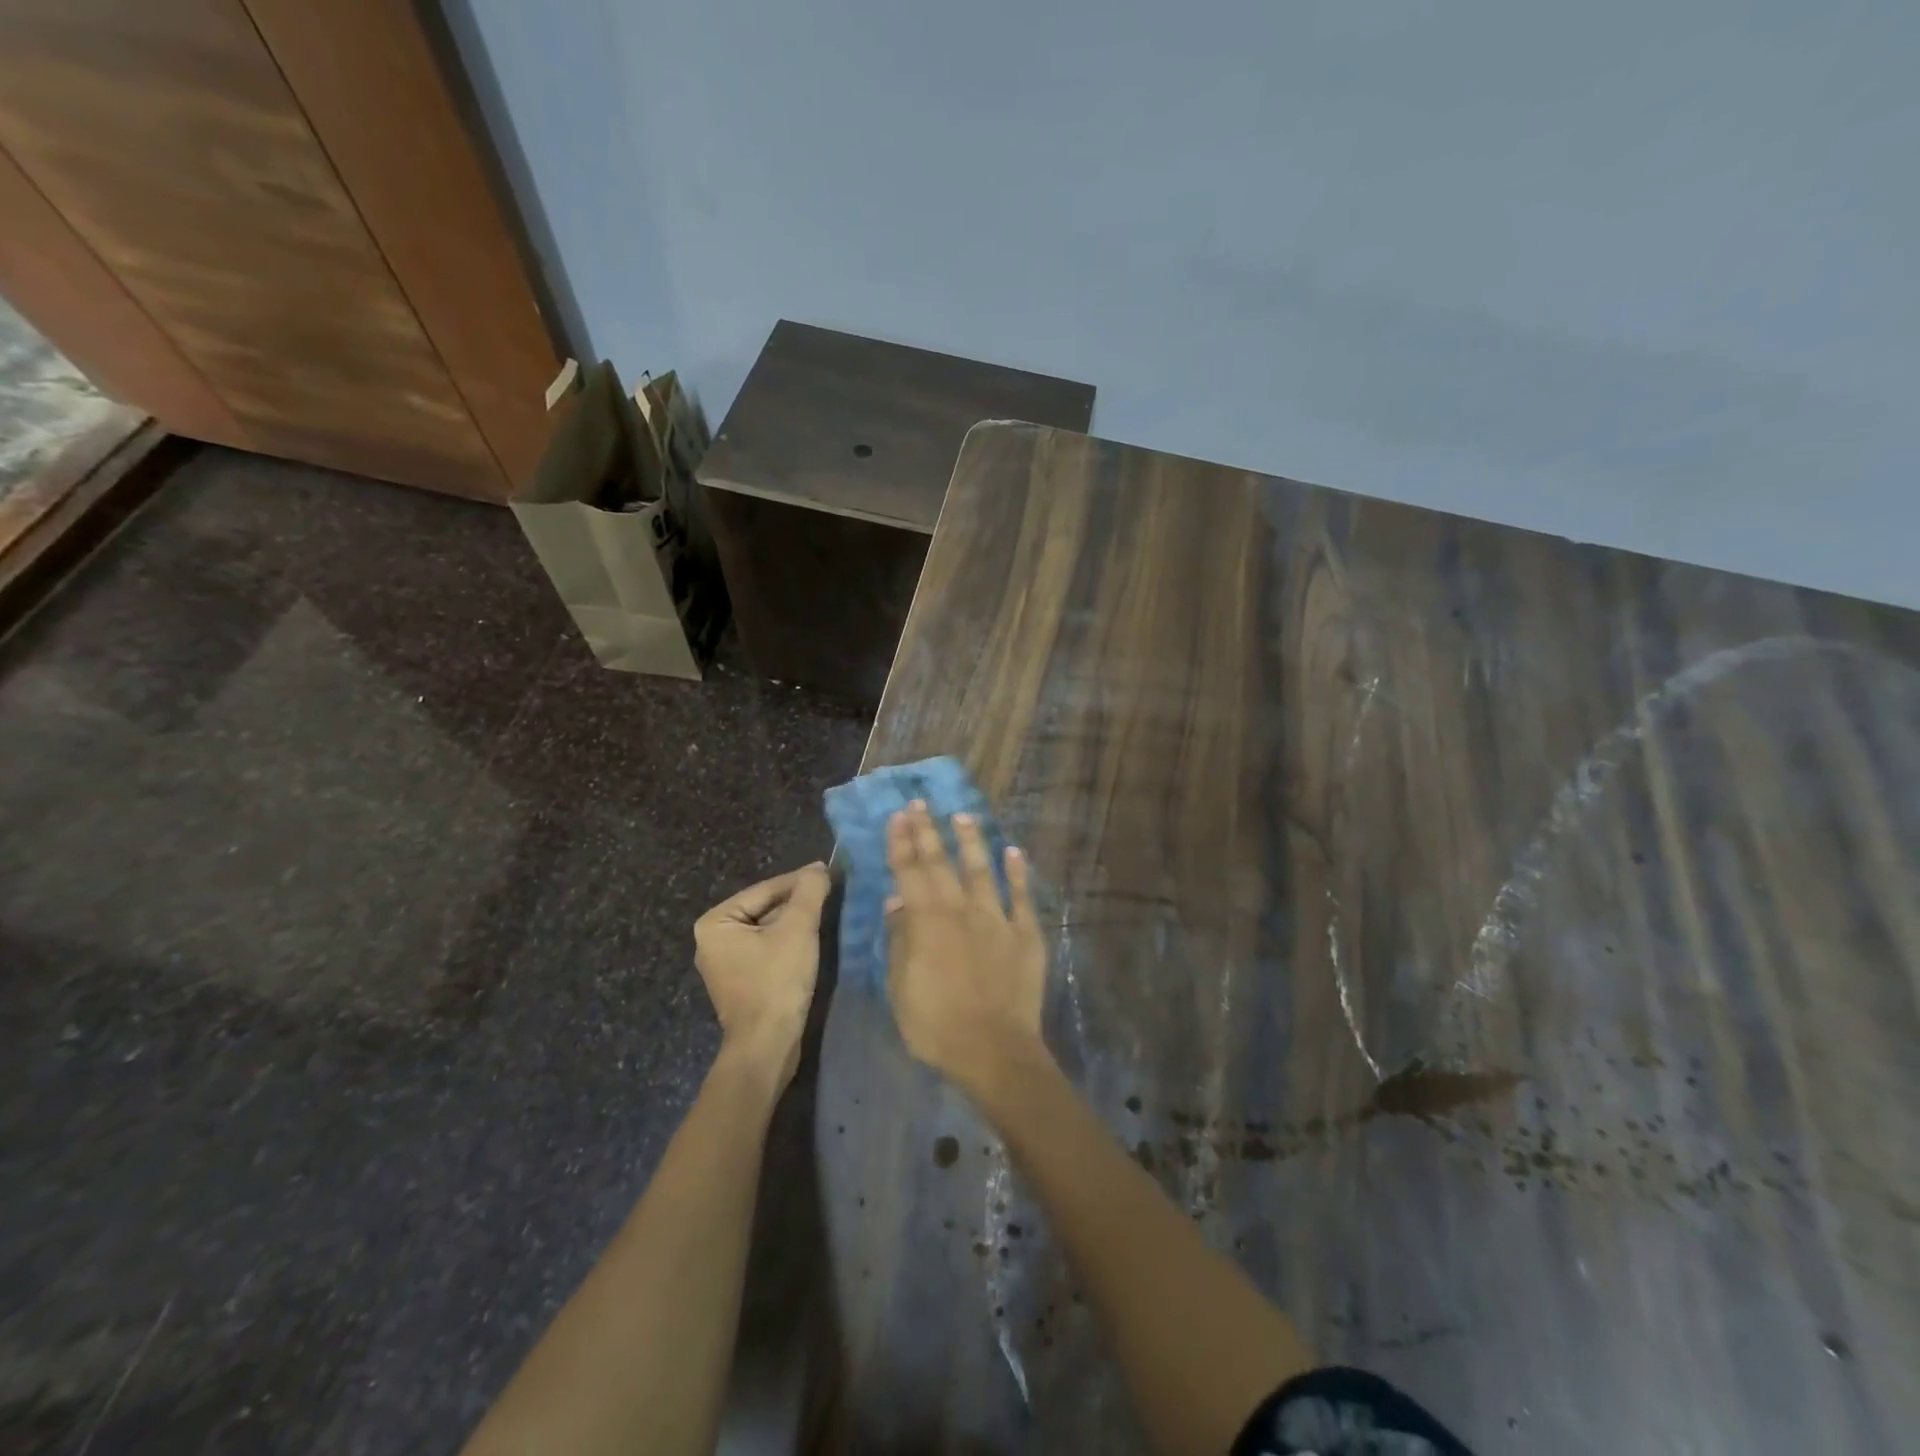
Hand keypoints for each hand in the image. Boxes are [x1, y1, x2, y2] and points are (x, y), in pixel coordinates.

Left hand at [694, 863, 830, 1087]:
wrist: (767, 1046)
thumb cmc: (776, 982)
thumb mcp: (798, 930)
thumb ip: (809, 893)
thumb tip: (819, 868)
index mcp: (715, 922)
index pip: (766, 890)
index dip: (800, 881)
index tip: (829, 872)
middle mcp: (713, 939)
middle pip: (765, 908)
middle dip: (798, 902)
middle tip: (831, 892)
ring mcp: (725, 963)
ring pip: (768, 929)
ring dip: (796, 922)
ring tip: (827, 912)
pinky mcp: (741, 981)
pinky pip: (767, 949)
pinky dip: (789, 942)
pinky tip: (812, 941)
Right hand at [885, 802, 1048, 1091]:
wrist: (995, 1051)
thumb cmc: (936, 1025)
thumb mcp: (900, 988)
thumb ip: (900, 940)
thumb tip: (896, 902)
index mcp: (927, 922)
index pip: (909, 872)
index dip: (902, 843)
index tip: (898, 816)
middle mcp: (961, 910)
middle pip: (941, 863)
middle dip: (928, 832)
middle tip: (920, 804)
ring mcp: (997, 919)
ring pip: (981, 870)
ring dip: (971, 841)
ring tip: (962, 816)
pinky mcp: (1026, 934)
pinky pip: (1021, 896)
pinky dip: (1017, 873)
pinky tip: (1014, 852)